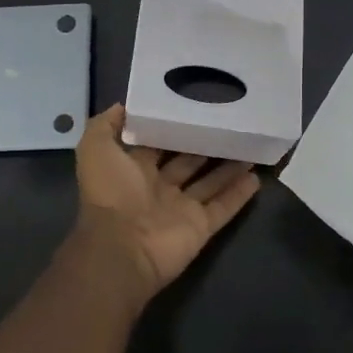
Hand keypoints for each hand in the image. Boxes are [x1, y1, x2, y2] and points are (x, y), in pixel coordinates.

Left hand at [72, 105, 261, 302]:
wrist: (122, 248)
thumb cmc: (110, 193)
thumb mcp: (95, 148)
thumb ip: (106, 124)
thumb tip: (123, 105)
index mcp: (133, 170)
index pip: (157, 143)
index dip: (172, 126)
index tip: (194, 105)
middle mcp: (158, 187)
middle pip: (188, 161)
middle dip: (205, 144)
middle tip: (229, 121)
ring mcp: (181, 208)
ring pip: (210, 182)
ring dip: (228, 166)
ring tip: (250, 143)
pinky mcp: (201, 226)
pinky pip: (224, 207)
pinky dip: (239, 193)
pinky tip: (257, 175)